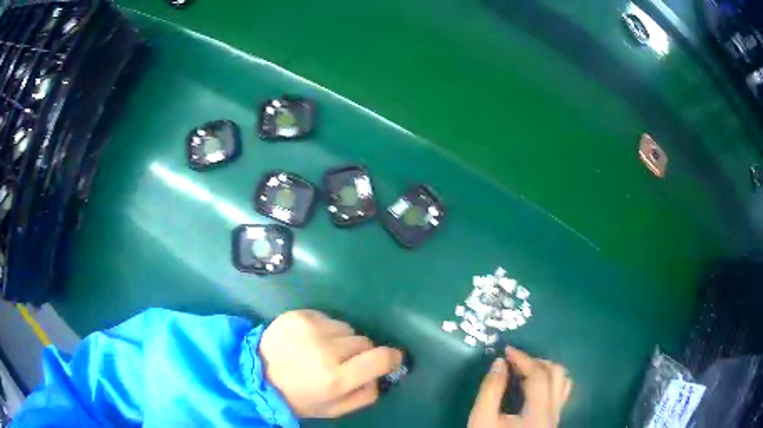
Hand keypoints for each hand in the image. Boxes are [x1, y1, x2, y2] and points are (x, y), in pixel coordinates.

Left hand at [259, 310, 402, 417]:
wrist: (258, 373)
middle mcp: (325, 349)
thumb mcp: (335, 409)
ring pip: (347, 328)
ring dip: (341, 339)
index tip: (392, 359)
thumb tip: (384, 372)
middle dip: (359, 352)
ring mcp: (310, 328)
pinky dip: (325, 329)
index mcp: (335, 378)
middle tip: (342, 362)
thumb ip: (366, 394)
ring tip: (321, 350)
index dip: (392, 358)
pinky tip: (309, 340)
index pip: (380, 358)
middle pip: (364, 341)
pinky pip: (328, 318)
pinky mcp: (299, 314)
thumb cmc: (300, 396)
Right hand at [468, 347, 571, 427]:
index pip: (538, 374)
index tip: (505, 350)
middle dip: (535, 361)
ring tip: (524, 371)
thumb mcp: (482, 420)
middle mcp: (554, 411)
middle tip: (514, 361)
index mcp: (539, 412)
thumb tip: (499, 363)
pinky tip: (532, 386)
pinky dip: (549, 380)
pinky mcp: (553, 420)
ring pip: (563, 381)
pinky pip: (560, 391)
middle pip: (556, 373)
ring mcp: (556, 416)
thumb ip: (490, 390)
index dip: (523, 358)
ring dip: (545, 369)